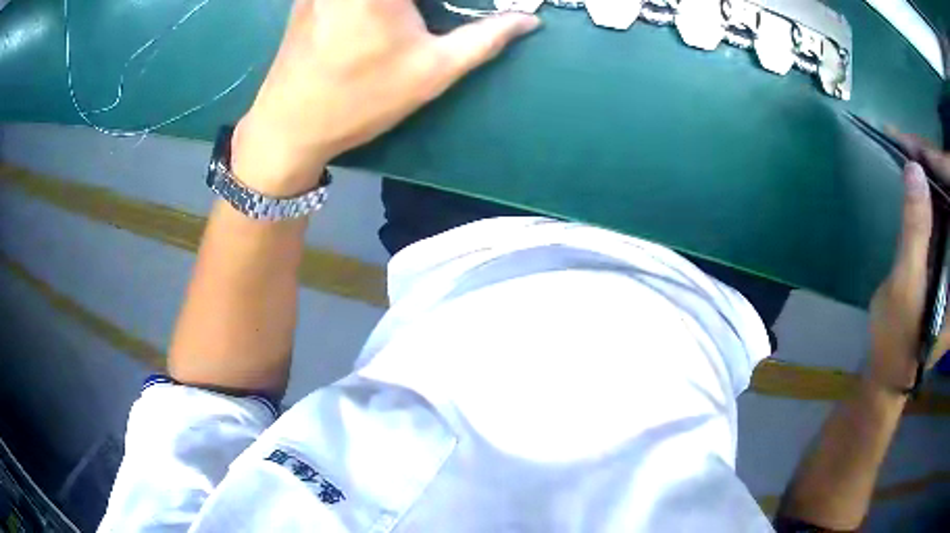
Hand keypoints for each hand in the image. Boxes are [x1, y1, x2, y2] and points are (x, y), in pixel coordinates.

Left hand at [231, 0, 539, 194]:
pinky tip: (382, 20)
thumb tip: (529, 21)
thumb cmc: (361, 99)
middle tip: (430, 17)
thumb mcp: (432, 71)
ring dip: (406, 5)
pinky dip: (377, 4)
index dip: (447, 2)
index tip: (466, 8)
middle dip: (426, 4)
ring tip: (411, 20)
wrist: (289, 126)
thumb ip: (485, 38)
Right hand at [867, 131, 949, 391]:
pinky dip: (934, 191)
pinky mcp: (949, 261)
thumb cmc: (897, 340)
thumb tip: (914, 168)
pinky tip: (921, 181)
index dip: (939, 168)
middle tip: (908, 142)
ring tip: (913, 154)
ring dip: (934, 175)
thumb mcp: (904, 289)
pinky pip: (946, 214)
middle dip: (936, 165)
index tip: (913, 143)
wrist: (890, 371)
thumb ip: (915, 231)